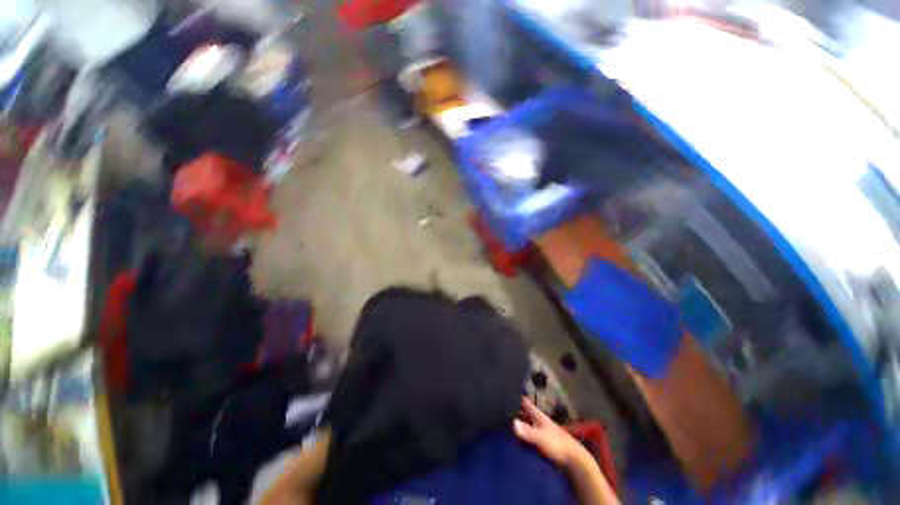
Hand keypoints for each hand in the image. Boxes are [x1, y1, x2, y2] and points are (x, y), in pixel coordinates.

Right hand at [513, 397, 586, 466]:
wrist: (574, 459)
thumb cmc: (557, 444)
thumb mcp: (540, 437)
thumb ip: (527, 431)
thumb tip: (512, 422)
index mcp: (538, 415)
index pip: (525, 403)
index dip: (516, 397)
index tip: (506, 393)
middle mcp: (539, 420)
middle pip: (525, 413)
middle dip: (515, 411)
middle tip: (501, 410)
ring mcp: (542, 431)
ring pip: (527, 423)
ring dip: (519, 423)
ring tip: (506, 423)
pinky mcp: (543, 442)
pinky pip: (530, 435)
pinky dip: (523, 434)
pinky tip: (517, 438)